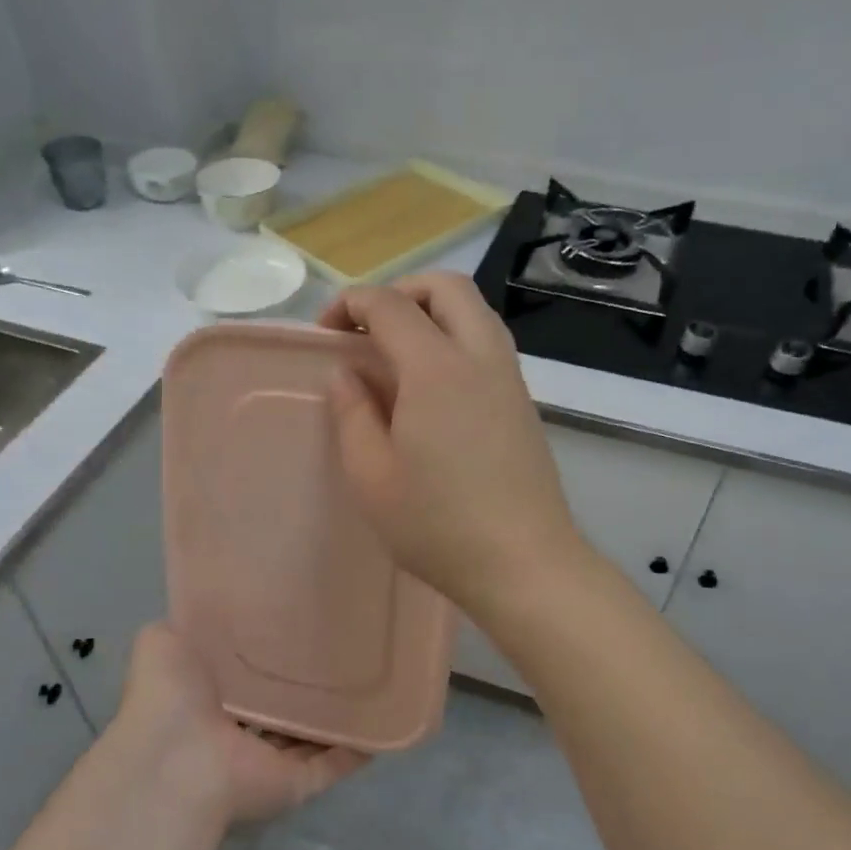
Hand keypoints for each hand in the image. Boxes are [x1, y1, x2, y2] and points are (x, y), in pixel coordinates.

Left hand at [111, 623, 367, 825]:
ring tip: (370, 678)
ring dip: (333, 716)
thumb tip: (209, 611)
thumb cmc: (169, 696)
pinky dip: (358, 747)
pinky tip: (383, 721)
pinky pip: (334, 763)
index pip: (244, 674)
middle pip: (278, 707)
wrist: (177, 760)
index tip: (297, 620)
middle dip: (302, 683)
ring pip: (308, 736)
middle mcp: (237, 731)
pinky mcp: (295, 783)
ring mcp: (267, 761)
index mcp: (208, 697)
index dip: (266, 651)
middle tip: (341, 645)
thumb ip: (188, 627)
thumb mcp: (163, 641)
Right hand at [319, 271, 587, 616]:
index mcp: (436, 368)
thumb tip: (347, 373)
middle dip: (400, 291)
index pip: (390, 305)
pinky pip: (488, 342)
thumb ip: (352, 415)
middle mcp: (480, 356)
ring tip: (398, 355)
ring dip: (433, 312)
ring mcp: (510, 377)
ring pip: (475, 311)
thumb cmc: (438, 525)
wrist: (524, 562)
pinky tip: (434, 387)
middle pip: (446, 287)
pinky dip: (456, 338)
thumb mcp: (372, 477)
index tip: (326, 336)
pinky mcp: (524, 402)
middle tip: (369, 330)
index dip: (351, 305)